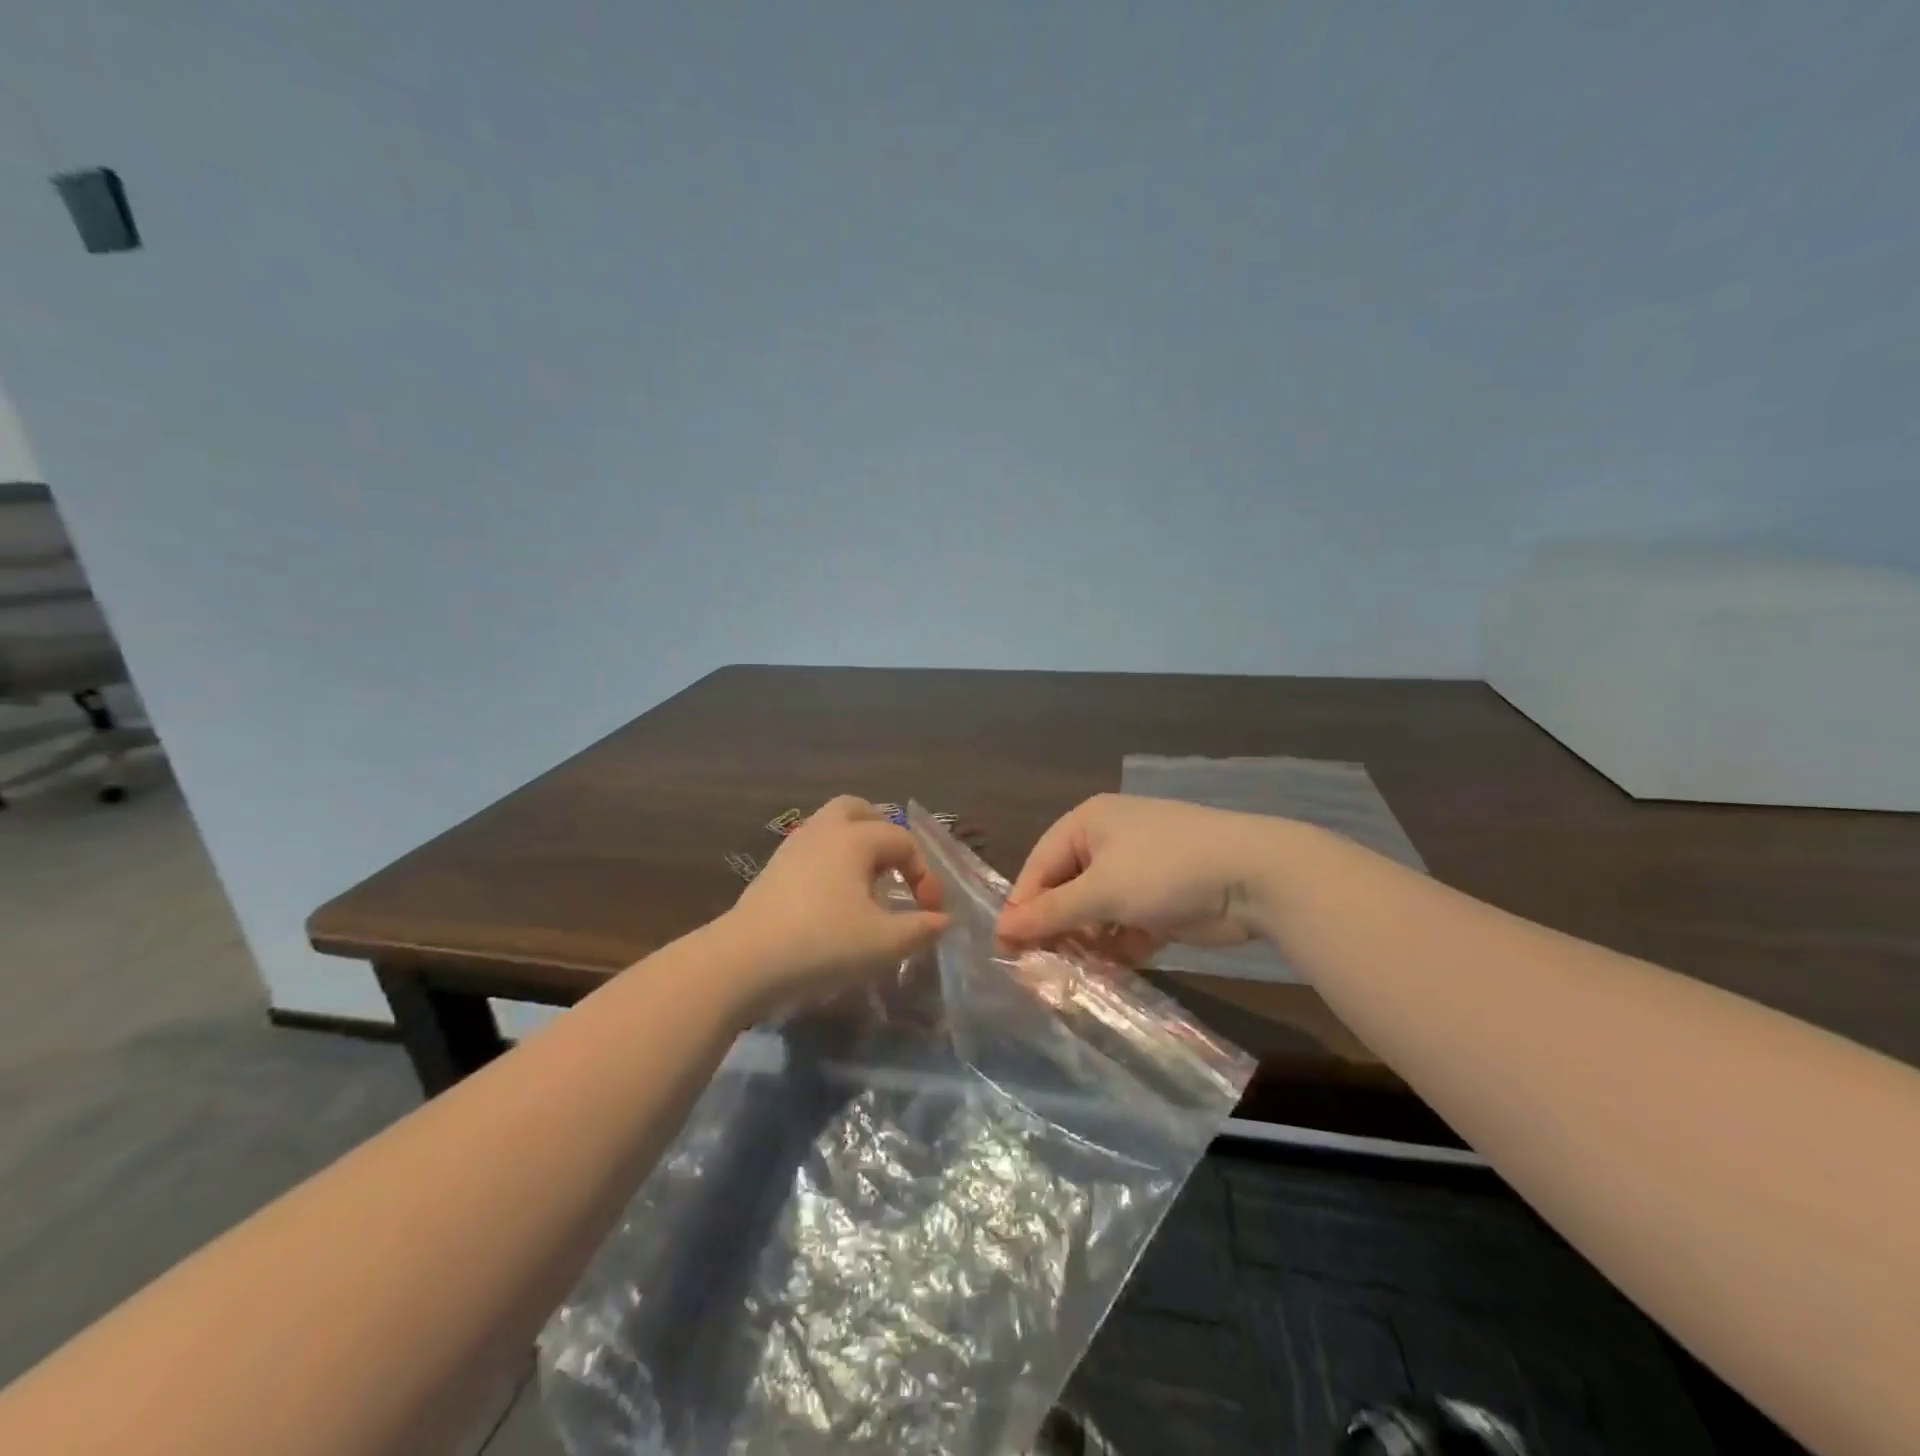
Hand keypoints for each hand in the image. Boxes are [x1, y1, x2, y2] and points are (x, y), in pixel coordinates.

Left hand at [722, 796, 948, 1009]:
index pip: (903, 841)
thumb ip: (921, 928)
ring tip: (867, 886)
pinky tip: (834, 899)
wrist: (744, 961)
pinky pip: (812, 850)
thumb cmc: (823, 944)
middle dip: (883, 834)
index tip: (929, 912)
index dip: (925, 874)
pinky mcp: (772, 869)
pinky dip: (831, 862)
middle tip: (895, 869)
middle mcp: (824, 831)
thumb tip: (942, 920)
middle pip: (858, 810)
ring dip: (855, 847)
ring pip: (830, 827)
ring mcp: (792, 847)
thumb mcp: (884, 943)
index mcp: (855, 838)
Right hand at [996, 794, 1282, 960]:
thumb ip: (1051, 912)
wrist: (1255, 877)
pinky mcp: (1161, 902)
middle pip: (1066, 889)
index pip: (1040, 865)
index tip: (1006, 949)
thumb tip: (1001, 930)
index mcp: (1088, 823)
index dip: (1023, 906)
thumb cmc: (1165, 870)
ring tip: (1072, 976)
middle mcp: (1108, 843)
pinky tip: (1108, 973)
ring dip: (1085, 942)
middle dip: (1056, 928)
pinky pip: (1124, 926)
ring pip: (1095, 912)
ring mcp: (1137, 873)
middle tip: (1038, 969)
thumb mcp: (1101, 890)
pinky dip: (1116, 948)